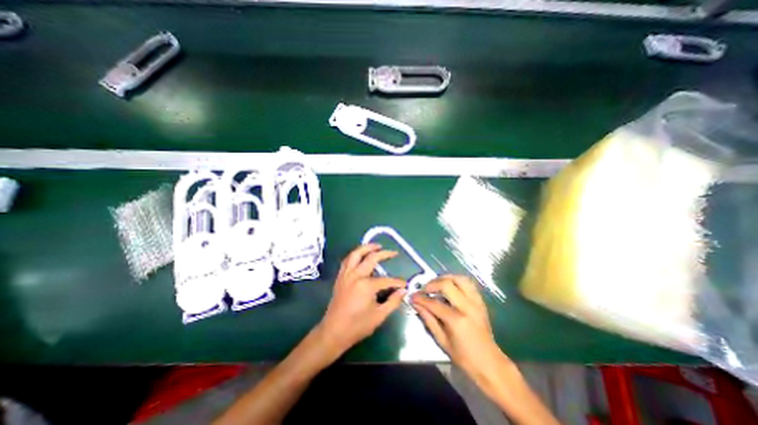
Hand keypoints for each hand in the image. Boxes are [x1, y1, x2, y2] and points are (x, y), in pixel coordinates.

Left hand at [317, 243, 405, 354]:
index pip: (387, 280)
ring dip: (367, 247)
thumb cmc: (357, 326)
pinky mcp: (340, 277)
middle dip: (384, 254)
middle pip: (371, 258)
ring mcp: (346, 274)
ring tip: (376, 246)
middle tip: (393, 252)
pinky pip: (347, 260)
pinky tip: (361, 255)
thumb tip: (403, 291)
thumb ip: (393, 302)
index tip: (405, 284)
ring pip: (356, 254)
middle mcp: (356, 275)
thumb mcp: (379, 316)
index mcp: (366, 285)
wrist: (333, 332)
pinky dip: (355, 255)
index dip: (398, 282)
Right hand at [412, 276, 511, 388]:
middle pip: (447, 284)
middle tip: (425, 289)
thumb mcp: (442, 340)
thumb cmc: (464, 357)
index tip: (412, 296)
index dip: (421, 298)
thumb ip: (428, 319)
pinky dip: (457, 281)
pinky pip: (469, 283)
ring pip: (460, 279)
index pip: (434, 303)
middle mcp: (467, 306)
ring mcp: (476, 302)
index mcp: (456, 320)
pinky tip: (450, 286)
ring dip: (446, 278)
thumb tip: (416, 304)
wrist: (489, 363)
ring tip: (437, 284)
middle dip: (432, 284)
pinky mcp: (480, 301)